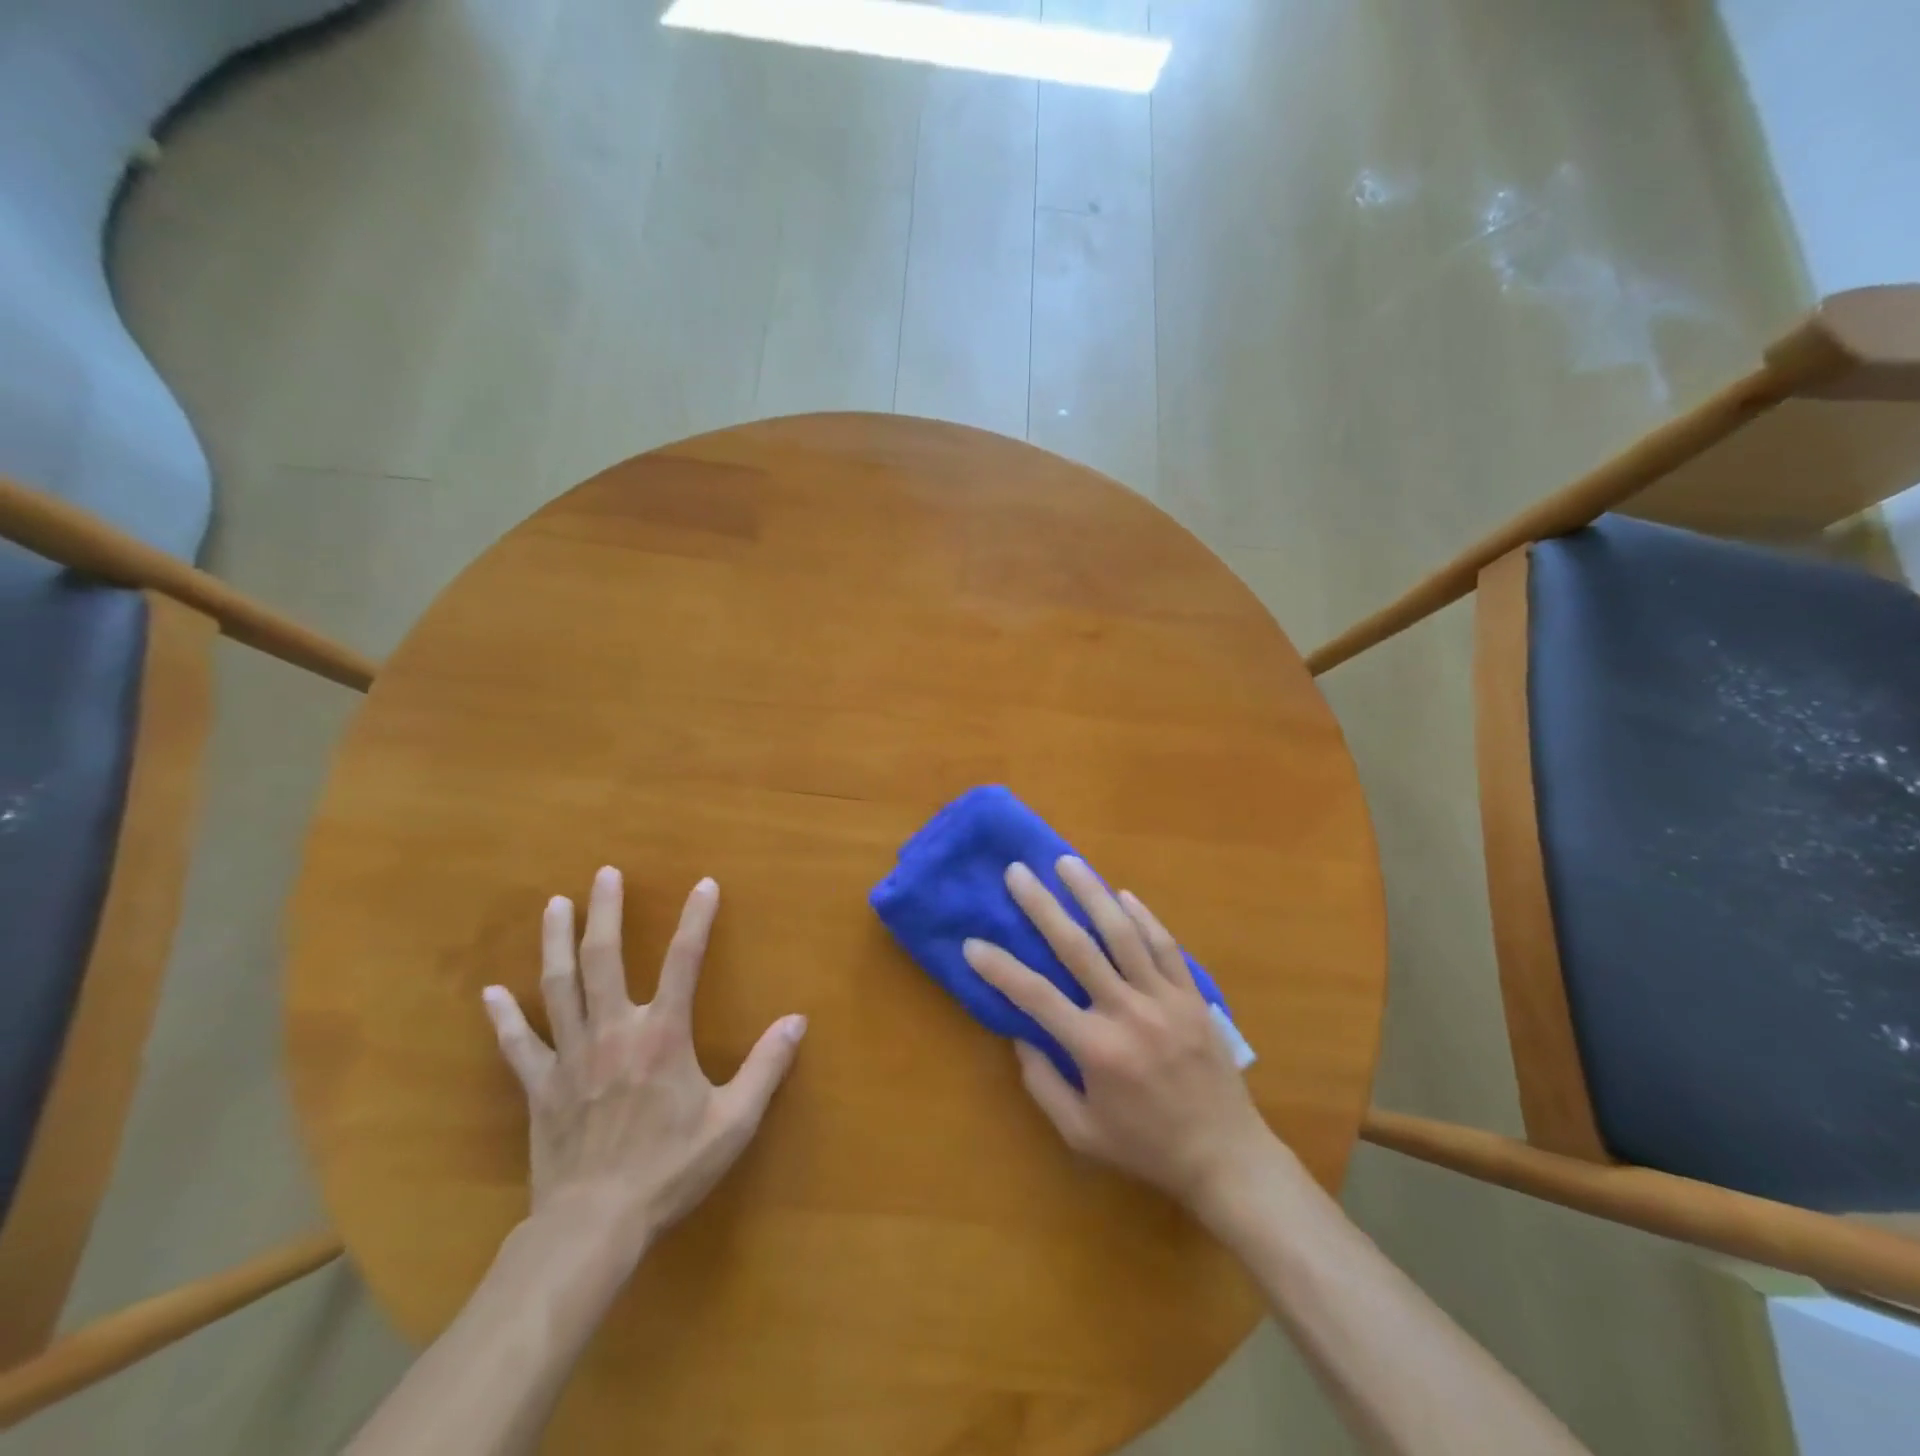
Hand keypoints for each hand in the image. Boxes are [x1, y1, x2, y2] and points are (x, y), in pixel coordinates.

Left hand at [481, 867, 806, 1264]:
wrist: (593, 1225)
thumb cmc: (670, 1169)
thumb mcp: (733, 1121)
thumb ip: (766, 1066)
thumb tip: (798, 1020)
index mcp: (662, 1035)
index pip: (684, 961)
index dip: (696, 919)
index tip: (704, 885)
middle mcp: (613, 1031)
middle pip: (604, 959)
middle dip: (605, 912)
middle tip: (604, 874)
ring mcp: (571, 1056)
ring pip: (559, 987)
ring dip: (556, 942)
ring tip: (555, 904)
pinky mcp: (540, 1086)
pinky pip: (518, 1045)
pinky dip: (504, 1018)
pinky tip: (490, 993)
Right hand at [962, 858, 1275, 1219]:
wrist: (1226, 1158)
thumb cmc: (1147, 1148)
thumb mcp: (1082, 1133)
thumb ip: (1043, 1084)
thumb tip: (1020, 1035)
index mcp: (1096, 1050)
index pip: (1036, 997)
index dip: (999, 968)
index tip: (972, 943)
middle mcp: (1128, 1013)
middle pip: (1078, 948)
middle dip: (1043, 906)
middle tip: (1017, 872)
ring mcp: (1165, 1000)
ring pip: (1124, 934)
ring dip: (1092, 893)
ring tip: (1067, 862)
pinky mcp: (1192, 996)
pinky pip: (1165, 946)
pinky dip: (1143, 917)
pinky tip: (1123, 895)